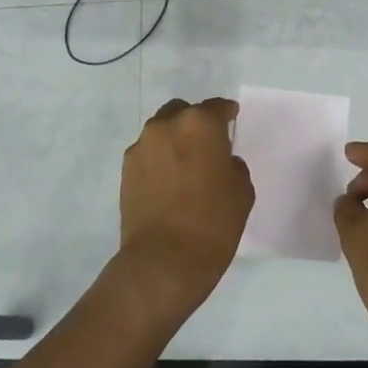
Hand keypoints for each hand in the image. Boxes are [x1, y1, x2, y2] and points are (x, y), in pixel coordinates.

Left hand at [116, 97, 253, 324]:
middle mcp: (167, 125)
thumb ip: (232, 166)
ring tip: (185, 164)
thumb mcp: (241, 191)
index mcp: (200, 124)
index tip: (232, 117)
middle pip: (183, 112)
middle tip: (207, 144)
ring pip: (161, 131)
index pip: (217, 107)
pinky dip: (159, 159)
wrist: (165, 260)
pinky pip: (147, 153)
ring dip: (174, 140)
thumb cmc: (213, 222)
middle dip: (195, 122)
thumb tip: (221, 162)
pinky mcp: (125, 169)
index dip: (227, 112)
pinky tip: (168, 180)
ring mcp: (142, 146)